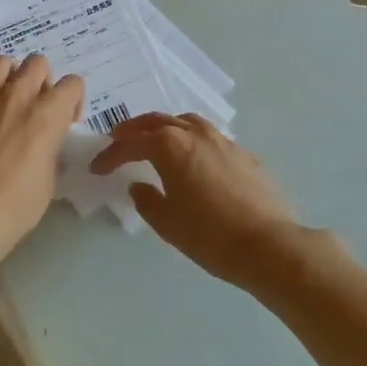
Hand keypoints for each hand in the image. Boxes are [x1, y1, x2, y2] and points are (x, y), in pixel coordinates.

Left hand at [0, 55, 83, 271]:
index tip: (66, 121)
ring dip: (7, 73)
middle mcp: (18, 97)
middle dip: (41, 78)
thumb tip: (45, 148)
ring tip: (4, 91)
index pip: (72, 84)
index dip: (73, 100)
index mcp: (49, 114)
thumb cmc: (18, 203)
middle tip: (36, 103)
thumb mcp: (49, 180)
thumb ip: (50, 153)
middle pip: (37, 63)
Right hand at [90, 114, 339, 293]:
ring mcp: (223, 141)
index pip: (131, 144)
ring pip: (186, 122)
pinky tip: (193, 158)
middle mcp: (195, 134)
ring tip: (155, 140)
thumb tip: (139, 186)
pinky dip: (191, 139)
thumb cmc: (209, 235)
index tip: (97, 167)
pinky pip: (209, 137)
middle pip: (157, 121)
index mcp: (170, 146)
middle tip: (118, 138)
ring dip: (165, 127)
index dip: (111, 155)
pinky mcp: (244, 154)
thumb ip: (147, 200)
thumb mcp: (167, 223)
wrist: (268, 244)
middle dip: (134, 129)